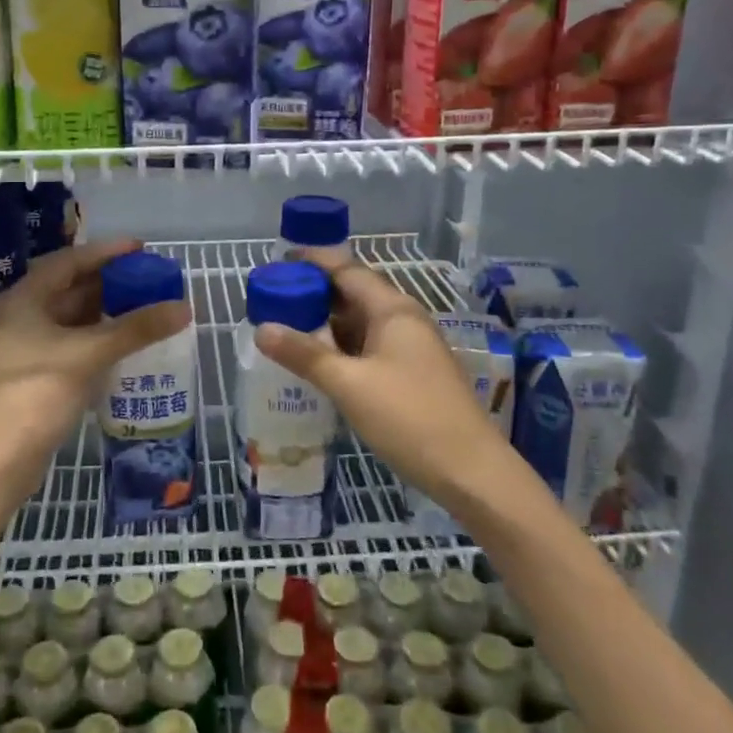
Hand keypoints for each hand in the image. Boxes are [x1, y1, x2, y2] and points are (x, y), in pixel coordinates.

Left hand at [0, 239, 190, 491]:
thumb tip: (184, 306)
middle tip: (149, 278)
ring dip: (106, 310)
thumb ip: (137, 328)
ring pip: (72, 316)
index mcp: (23, 299)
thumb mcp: (90, 354)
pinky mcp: (36, 372)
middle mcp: (21, 315)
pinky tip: (125, 339)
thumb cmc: (37, 394)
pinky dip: (99, 335)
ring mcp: (26, 345)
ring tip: (145, 304)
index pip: (69, 262)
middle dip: (110, 282)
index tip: (141, 249)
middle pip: (70, 287)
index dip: (106, 253)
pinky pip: (73, 340)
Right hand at [253, 252, 506, 500]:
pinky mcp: (414, 372)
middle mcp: (405, 319)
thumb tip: (261, 329)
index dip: (313, 261)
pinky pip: (371, 345)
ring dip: (328, 322)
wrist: (471, 471)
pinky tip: (321, 361)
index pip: (348, 269)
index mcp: (393, 309)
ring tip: (289, 327)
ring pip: (363, 322)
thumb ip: (304, 355)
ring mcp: (412, 346)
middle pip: (355, 293)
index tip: (279, 260)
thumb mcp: (348, 385)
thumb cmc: (409, 418)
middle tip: (275, 298)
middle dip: (316, 293)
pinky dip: (343, 346)